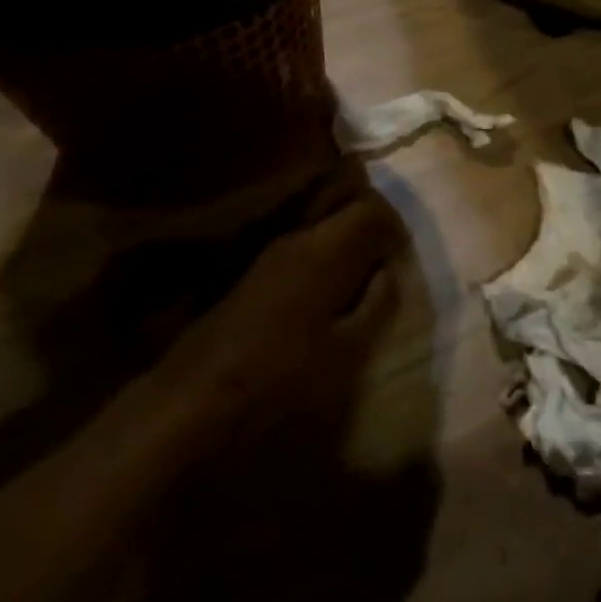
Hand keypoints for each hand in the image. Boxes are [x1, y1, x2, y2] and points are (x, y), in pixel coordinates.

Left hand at [146, 161, 400, 456]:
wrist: (199, 399)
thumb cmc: (283, 378)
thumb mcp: (347, 351)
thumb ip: (376, 303)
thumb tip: (387, 270)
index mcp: (324, 250)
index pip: (371, 208)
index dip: (394, 226)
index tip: (401, 256)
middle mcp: (296, 237)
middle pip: (343, 201)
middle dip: (370, 222)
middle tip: (384, 257)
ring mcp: (270, 251)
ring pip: (321, 221)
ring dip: (345, 238)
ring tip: (360, 277)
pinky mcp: (254, 270)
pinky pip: (302, 243)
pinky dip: (324, 253)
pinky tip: (327, 291)